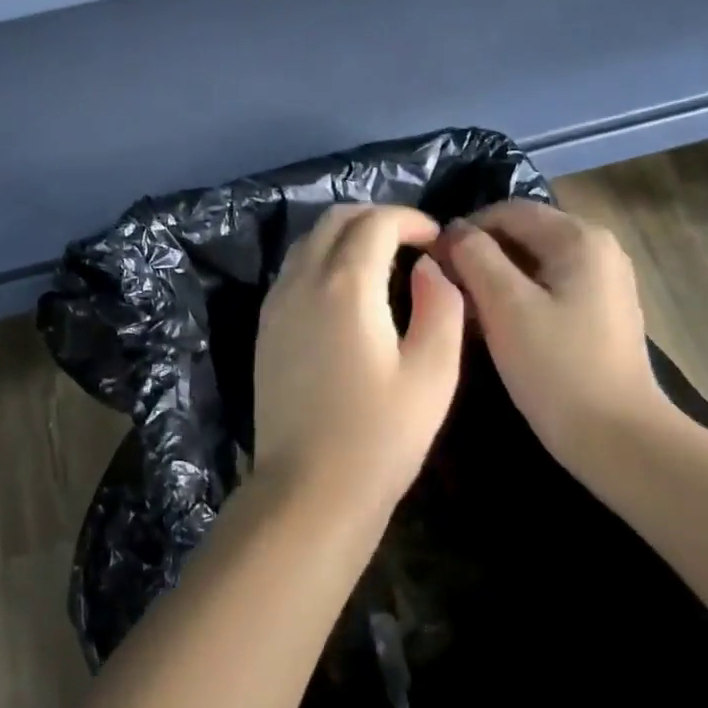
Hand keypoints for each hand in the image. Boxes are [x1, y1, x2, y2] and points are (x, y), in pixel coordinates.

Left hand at [252, 205, 465, 521]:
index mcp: (345, 284)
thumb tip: (429, 268)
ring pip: (309, 241)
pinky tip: (348, 290)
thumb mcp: (433, 373)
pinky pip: (294, 268)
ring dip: (347, 235)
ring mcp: (277, 302)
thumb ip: (441, 306)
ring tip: (383, 260)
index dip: (411, 219)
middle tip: (412, 242)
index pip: (376, 222)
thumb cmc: (379, 436)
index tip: (436, 238)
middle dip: (377, 218)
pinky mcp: (266, 325)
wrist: (308, 489)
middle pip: (336, 220)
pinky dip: (323, 258)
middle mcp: (302, 280)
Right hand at [437, 201, 662, 459]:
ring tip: (467, 311)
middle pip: (521, 234)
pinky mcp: (601, 311)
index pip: (506, 211)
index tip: (434, 264)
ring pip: (532, 262)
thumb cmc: (557, 367)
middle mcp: (598, 248)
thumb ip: (474, 256)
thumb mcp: (505, 305)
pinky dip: (518, 297)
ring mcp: (604, 281)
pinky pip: (548, 286)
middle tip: (448, 290)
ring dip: (495, 279)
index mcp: (579, 237)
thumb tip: (452, 231)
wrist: (619, 440)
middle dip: (479, 256)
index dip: (464, 231)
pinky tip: (499, 327)